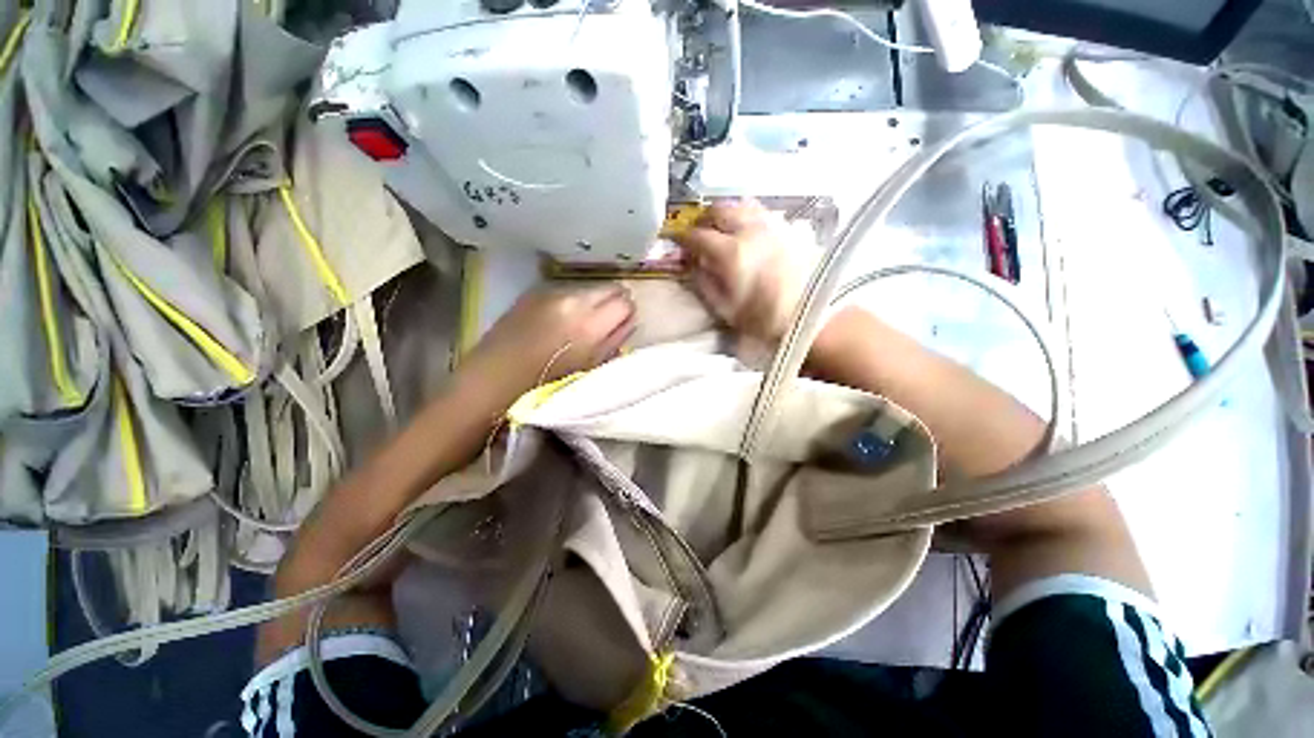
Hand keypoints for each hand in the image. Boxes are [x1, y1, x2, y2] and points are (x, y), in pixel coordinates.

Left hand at [459, 285, 635, 405]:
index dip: (627, 314)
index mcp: (590, 325)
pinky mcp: (533, 293)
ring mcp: (550, 293)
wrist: (494, 380)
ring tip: (579, 324)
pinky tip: (557, 320)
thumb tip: (629, 322)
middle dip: (613, 303)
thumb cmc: (547, 385)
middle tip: (606, 322)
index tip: (623, 324)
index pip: (625, 303)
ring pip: (587, 290)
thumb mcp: (591, 368)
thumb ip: (614, 341)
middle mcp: (573, 300)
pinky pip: (565, 292)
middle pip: (609, 288)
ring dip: (591, 303)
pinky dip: (570, 303)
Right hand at [672, 199, 815, 343]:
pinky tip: (748, 230)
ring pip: (741, 204)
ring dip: (726, 213)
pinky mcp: (789, 227)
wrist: (815, 314)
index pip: (697, 235)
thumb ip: (705, 284)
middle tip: (699, 233)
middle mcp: (750, 230)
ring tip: (723, 228)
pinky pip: (761, 211)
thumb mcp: (727, 310)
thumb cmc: (767, 320)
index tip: (678, 244)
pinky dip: (747, 215)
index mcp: (731, 253)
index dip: (683, 239)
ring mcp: (772, 224)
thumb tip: (694, 265)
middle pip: (718, 209)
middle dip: (703, 219)